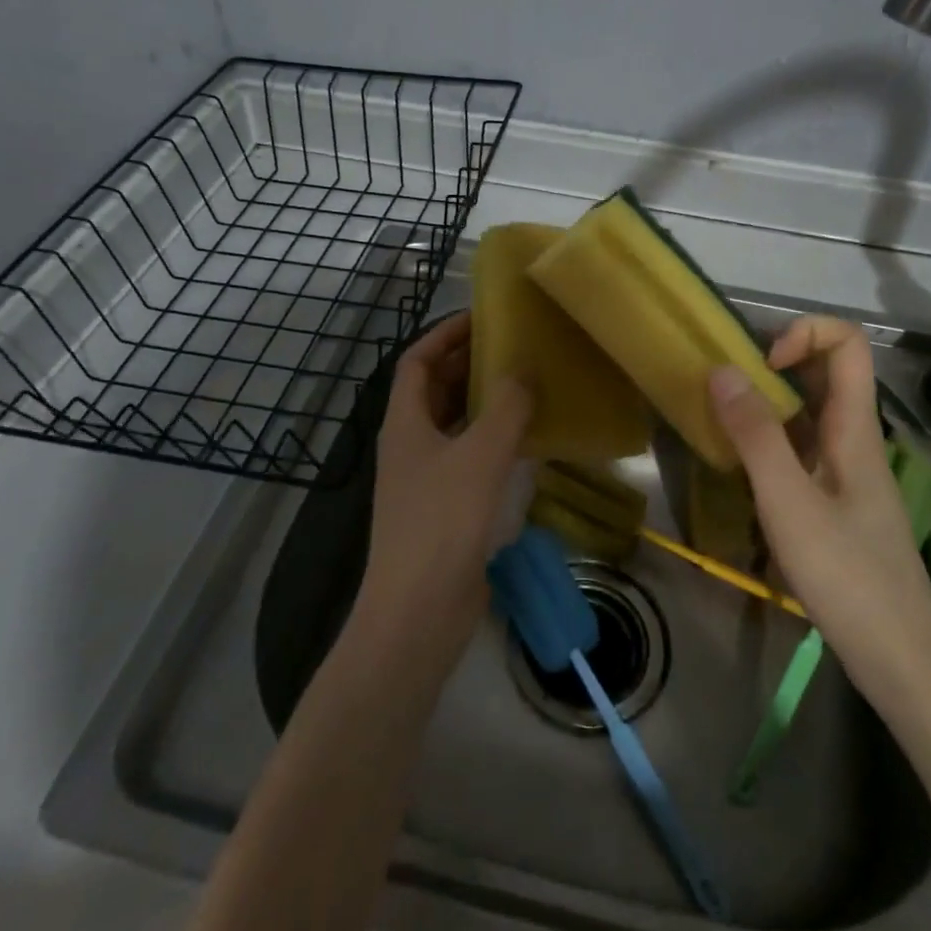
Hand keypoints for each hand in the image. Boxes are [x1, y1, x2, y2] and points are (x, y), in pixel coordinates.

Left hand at [357, 312, 532, 664]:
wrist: (417, 613)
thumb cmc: (442, 523)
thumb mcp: (480, 456)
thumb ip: (505, 409)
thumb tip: (522, 372)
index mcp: (404, 422)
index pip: (417, 361)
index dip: (444, 334)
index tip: (481, 317)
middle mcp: (410, 444)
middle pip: (435, 389)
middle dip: (468, 363)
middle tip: (513, 346)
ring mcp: (425, 478)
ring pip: (454, 423)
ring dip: (483, 401)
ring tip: (526, 382)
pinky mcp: (445, 507)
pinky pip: (469, 457)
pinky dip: (492, 440)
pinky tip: (526, 439)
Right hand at [707, 316, 930, 690]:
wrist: (901, 660)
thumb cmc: (848, 576)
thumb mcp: (790, 503)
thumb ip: (755, 436)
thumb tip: (722, 370)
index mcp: (854, 428)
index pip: (848, 343)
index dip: (804, 333)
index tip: (761, 364)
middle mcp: (854, 439)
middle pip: (827, 372)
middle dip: (775, 363)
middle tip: (727, 386)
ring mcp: (846, 472)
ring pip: (811, 412)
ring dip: (768, 403)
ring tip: (723, 420)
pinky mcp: (836, 501)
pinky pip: (802, 448)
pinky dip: (770, 441)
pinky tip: (741, 467)